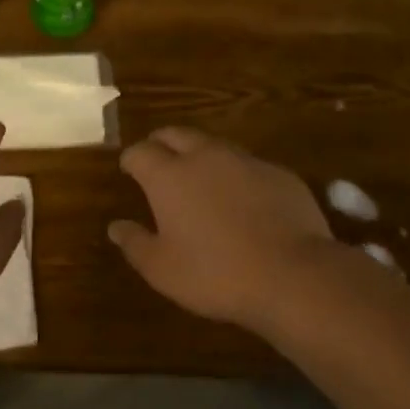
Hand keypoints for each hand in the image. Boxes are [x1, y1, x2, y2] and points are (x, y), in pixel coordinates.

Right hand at [109, 127, 336, 329]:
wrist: (294, 275)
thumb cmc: (216, 274)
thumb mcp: (163, 270)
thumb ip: (135, 244)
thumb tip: (115, 227)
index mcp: (169, 175)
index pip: (139, 151)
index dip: (131, 159)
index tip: (128, 169)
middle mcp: (204, 156)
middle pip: (175, 134)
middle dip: (161, 143)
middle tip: (158, 160)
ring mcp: (245, 160)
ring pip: (213, 144)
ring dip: (199, 154)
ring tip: (198, 176)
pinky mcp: (278, 172)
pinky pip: (247, 164)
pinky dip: (235, 174)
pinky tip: (242, 198)